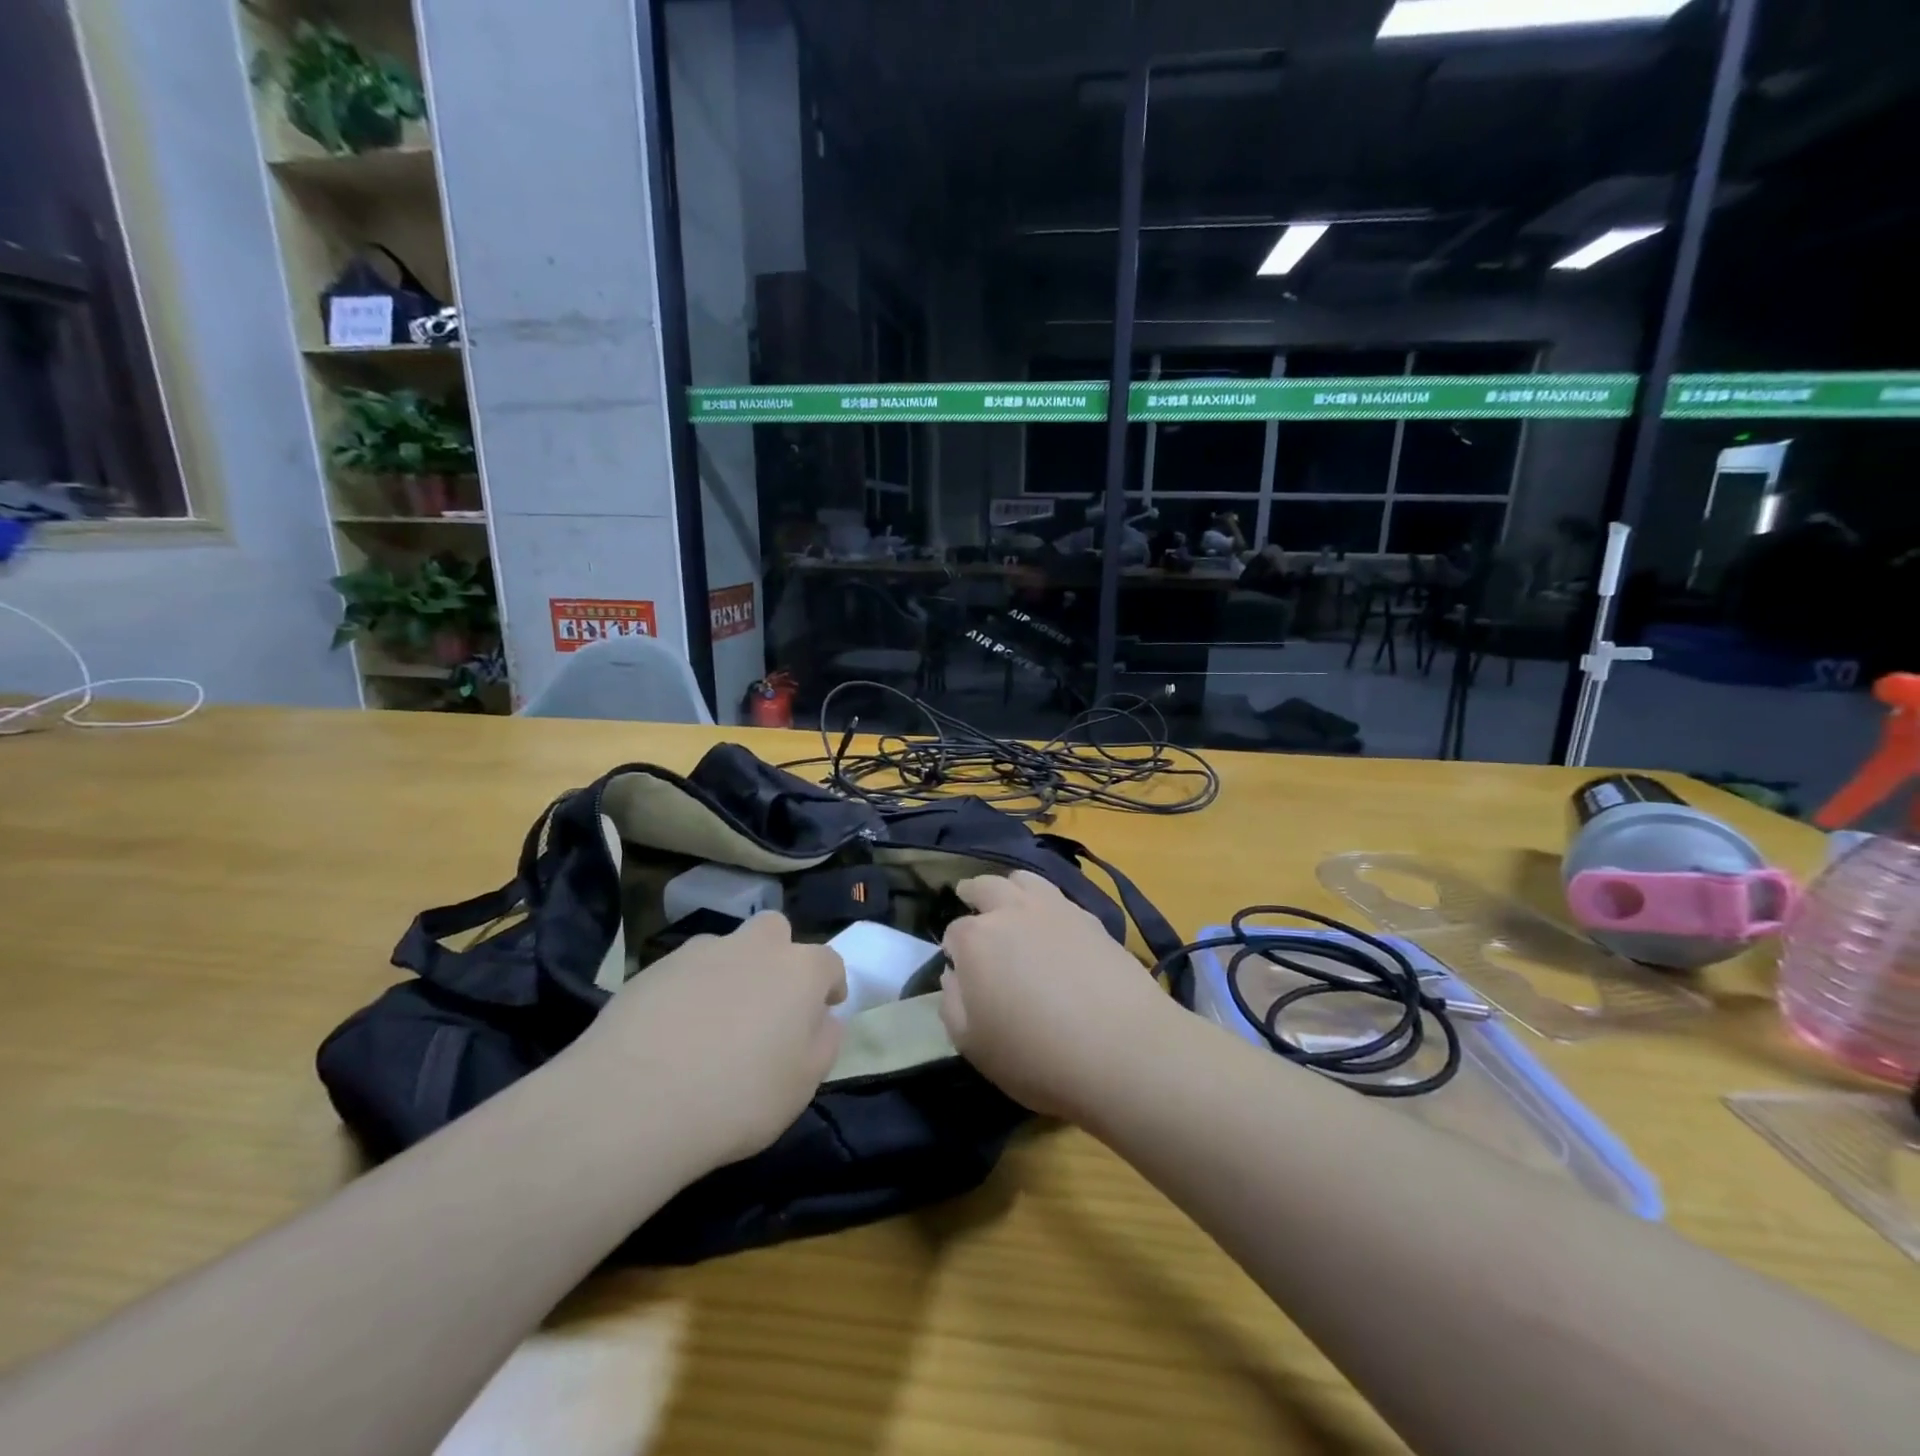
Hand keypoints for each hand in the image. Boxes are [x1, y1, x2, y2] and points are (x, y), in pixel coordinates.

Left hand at [571, 912, 845, 1174]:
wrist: (635, 1102)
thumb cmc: (739, 1097)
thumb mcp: (802, 1085)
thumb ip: (823, 1043)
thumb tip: (823, 1019)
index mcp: (799, 970)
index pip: (829, 963)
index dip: (829, 985)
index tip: (823, 1010)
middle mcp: (754, 947)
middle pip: (775, 932)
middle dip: (777, 957)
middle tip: (766, 1004)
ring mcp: (700, 952)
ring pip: (725, 950)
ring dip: (728, 973)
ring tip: (711, 1025)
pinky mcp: (652, 968)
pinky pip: (683, 973)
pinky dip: (686, 992)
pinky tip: (671, 1034)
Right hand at [939, 871, 1174, 1120]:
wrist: (1123, 1049)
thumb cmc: (1036, 1055)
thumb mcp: (973, 1044)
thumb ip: (952, 1004)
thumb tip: (954, 976)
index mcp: (976, 939)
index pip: (954, 932)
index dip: (953, 949)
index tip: (958, 966)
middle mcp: (1012, 911)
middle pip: (985, 887)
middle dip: (973, 893)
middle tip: (970, 900)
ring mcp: (1055, 909)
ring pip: (1024, 879)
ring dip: (1010, 887)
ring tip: (1010, 900)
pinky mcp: (1091, 919)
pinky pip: (1059, 897)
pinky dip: (1046, 902)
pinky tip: (1052, 923)